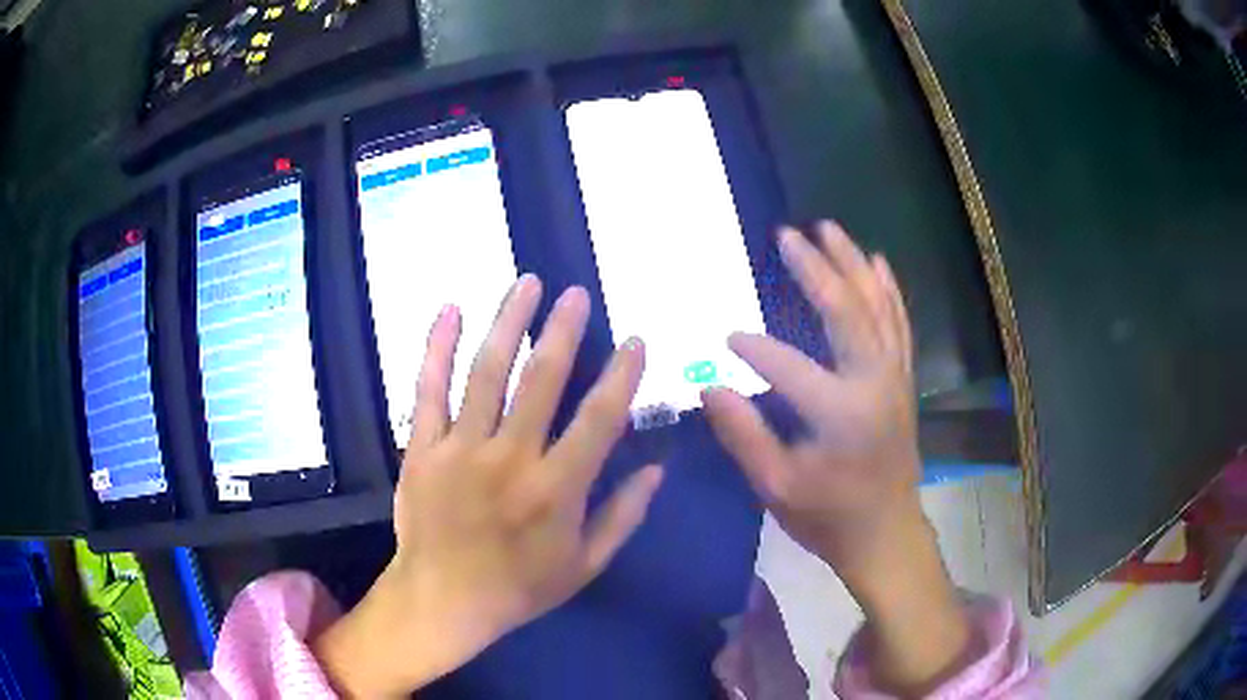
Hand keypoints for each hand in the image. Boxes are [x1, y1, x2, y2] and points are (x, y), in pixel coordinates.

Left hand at [315, 276, 662, 697]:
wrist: (442, 601)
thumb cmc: (519, 587)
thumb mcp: (585, 565)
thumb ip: (623, 516)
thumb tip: (657, 469)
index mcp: (556, 489)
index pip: (599, 419)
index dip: (621, 376)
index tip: (634, 341)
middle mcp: (510, 458)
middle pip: (541, 380)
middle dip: (563, 330)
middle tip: (575, 293)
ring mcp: (460, 449)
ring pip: (487, 373)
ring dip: (508, 323)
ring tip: (526, 283)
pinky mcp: (422, 448)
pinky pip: (428, 389)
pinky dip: (439, 347)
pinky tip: (451, 309)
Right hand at [702, 222, 968, 694]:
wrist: (886, 532)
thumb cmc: (829, 516)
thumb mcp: (776, 487)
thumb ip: (744, 435)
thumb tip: (711, 387)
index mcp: (840, 413)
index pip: (788, 365)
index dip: (753, 349)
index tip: (724, 337)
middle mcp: (874, 383)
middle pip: (846, 312)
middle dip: (816, 269)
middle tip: (789, 234)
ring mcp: (895, 377)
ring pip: (877, 307)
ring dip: (853, 264)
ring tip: (830, 229)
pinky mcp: (903, 380)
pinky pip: (898, 324)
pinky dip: (888, 291)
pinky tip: (878, 263)